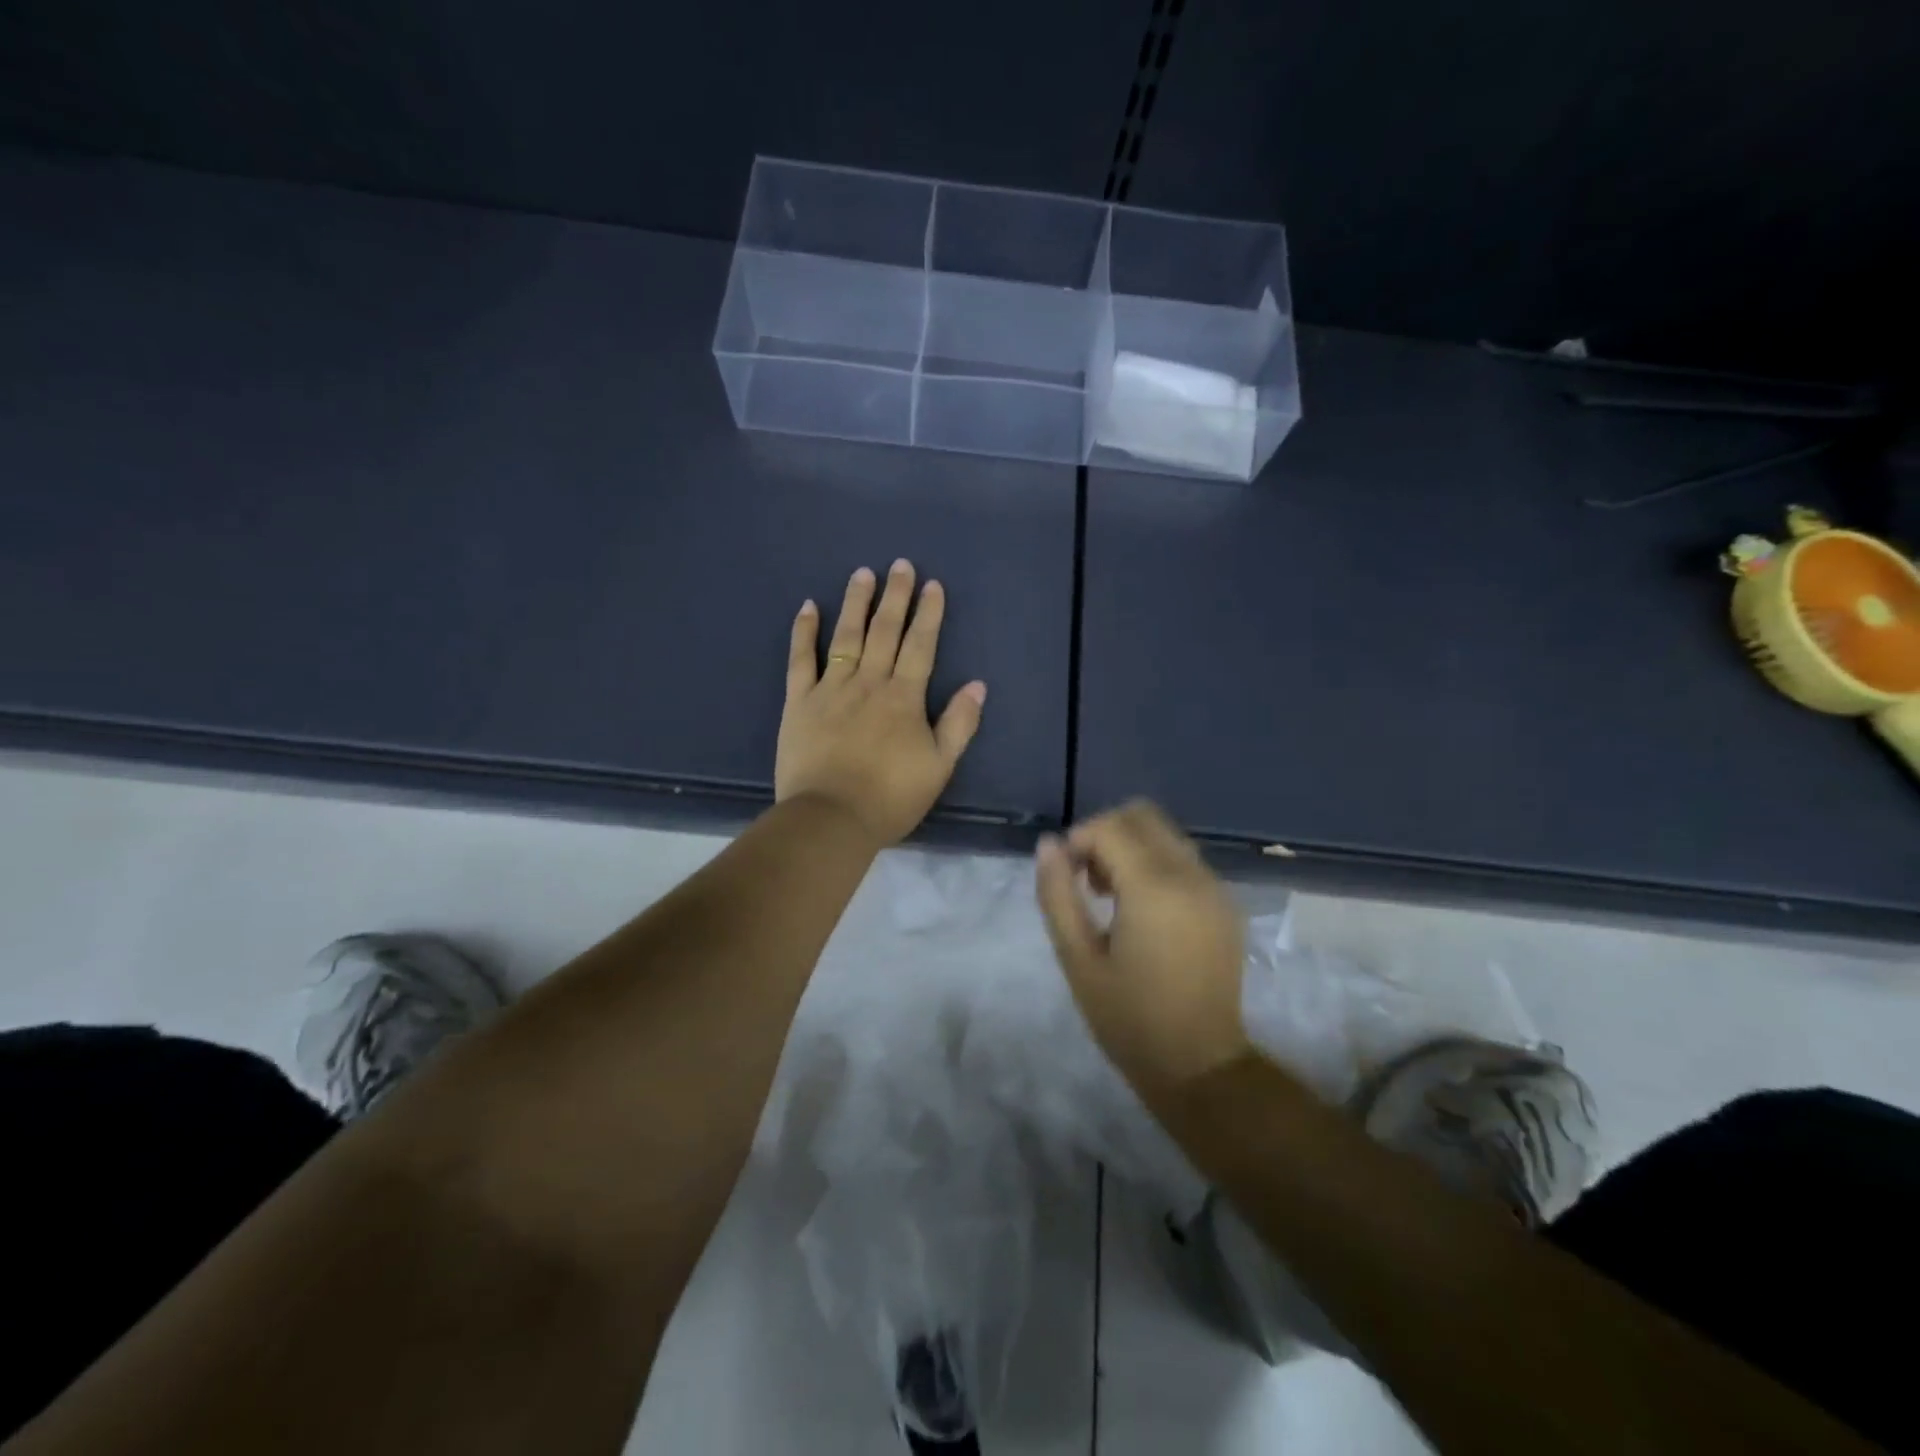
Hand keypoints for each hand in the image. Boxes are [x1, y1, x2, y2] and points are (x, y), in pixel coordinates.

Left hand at [776, 560, 986, 847]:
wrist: (831, 818)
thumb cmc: (890, 797)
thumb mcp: (939, 766)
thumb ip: (959, 723)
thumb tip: (977, 684)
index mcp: (904, 698)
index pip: (920, 646)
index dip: (928, 614)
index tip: (932, 585)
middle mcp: (869, 683)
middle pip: (884, 631)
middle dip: (895, 597)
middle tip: (900, 565)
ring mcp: (830, 689)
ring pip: (846, 636)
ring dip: (856, 603)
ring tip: (862, 574)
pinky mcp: (798, 702)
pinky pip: (800, 659)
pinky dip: (804, 632)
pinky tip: (809, 607)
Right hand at [1035, 801, 1248, 1100]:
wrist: (1199, 1066)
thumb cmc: (1128, 1018)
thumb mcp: (1077, 959)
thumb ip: (1057, 894)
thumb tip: (1048, 844)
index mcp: (1154, 888)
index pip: (1110, 827)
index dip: (1079, 840)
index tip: (1066, 876)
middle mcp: (1191, 876)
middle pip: (1142, 816)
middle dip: (1106, 834)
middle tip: (1087, 880)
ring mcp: (1215, 888)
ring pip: (1166, 834)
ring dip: (1131, 847)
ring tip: (1111, 896)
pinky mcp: (1226, 904)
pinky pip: (1185, 859)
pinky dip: (1156, 864)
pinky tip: (1143, 910)